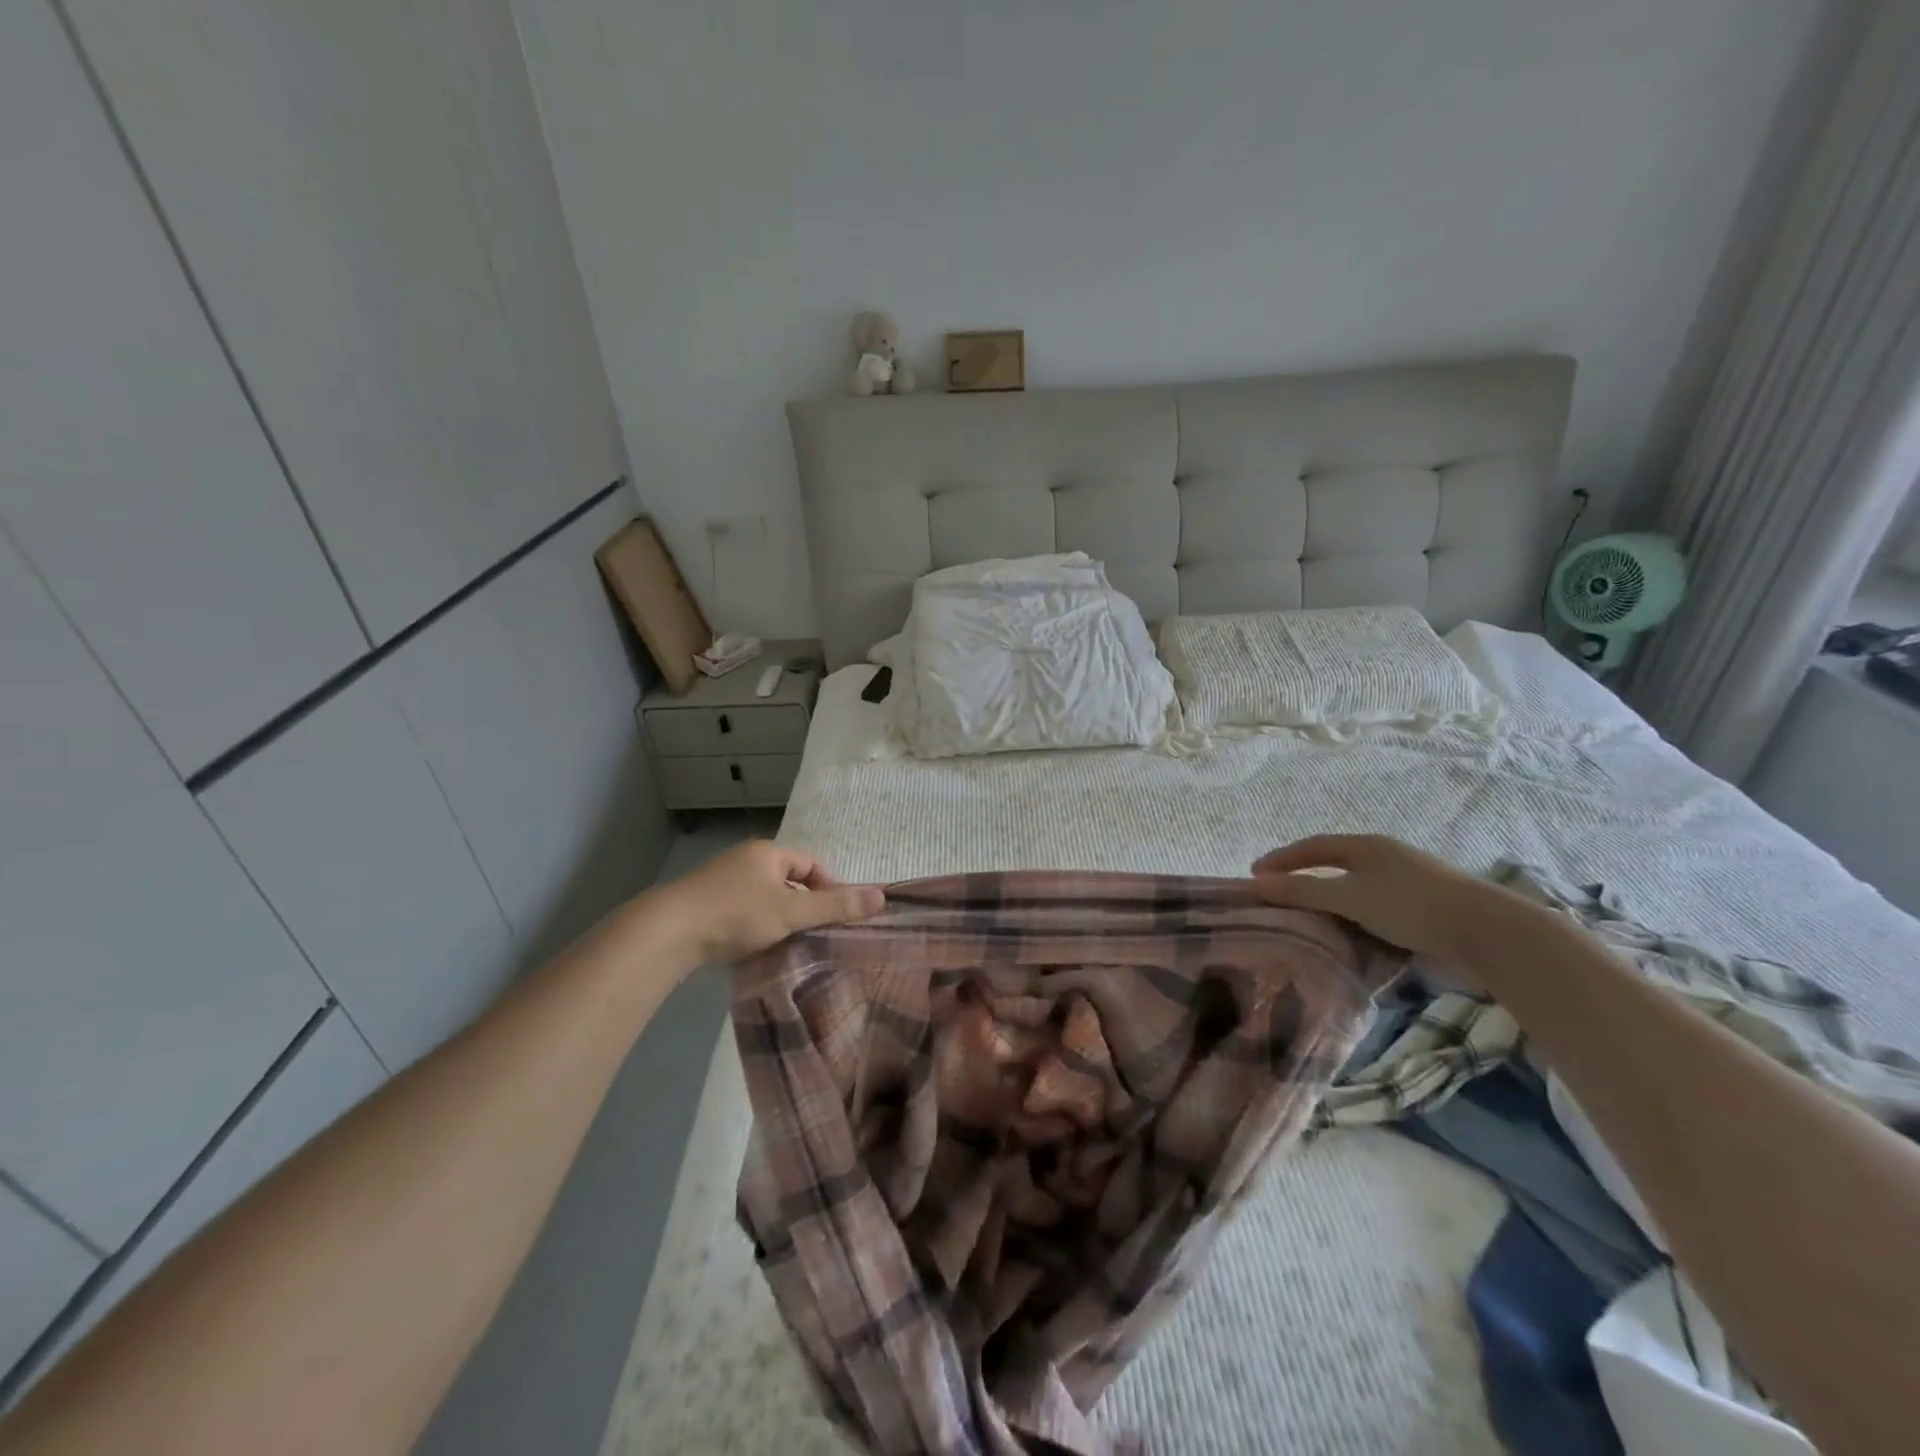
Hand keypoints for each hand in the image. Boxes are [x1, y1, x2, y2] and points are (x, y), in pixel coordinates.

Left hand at [643, 840, 884, 967]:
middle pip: (787, 879)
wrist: (668, 932)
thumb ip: (835, 906)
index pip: (811, 863)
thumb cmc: (736, 914)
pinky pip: (741, 910)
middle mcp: (745, 859)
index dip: (828, 887)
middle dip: (804, 904)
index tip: (836, 916)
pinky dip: (754, 925)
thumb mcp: (791, 911)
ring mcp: (720, 880)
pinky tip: (754, 948)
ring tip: (787, 944)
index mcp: (768, 852)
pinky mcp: (702, 903)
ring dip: (779, 916)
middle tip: (814, 933)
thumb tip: (881, 896)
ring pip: (763, 896)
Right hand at [1250, 835, 1537, 987]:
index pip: (1312, 846)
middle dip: (1305, 882)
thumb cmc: (1409, 905)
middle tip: (1278, 900)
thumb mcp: (1348, 897)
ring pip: (1357, 894)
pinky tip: (1349, 943)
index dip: (1282, 859)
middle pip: (1334, 868)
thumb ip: (1302, 891)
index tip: (1254, 875)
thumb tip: (1257, 884)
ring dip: (1332, 908)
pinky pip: (1376, 916)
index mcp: (1365, 846)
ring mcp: (1407, 886)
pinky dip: (1357, 925)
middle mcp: (1385, 860)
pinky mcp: (1424, 913)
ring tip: (1308, 925)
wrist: (1487, 934)